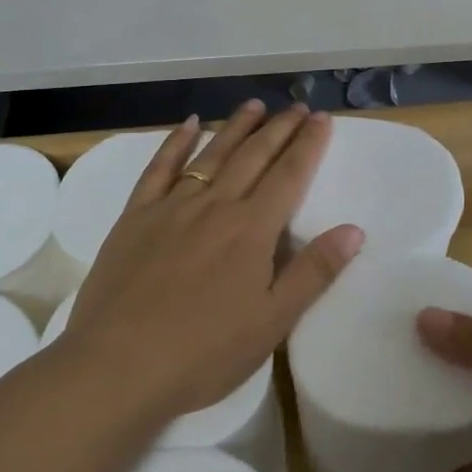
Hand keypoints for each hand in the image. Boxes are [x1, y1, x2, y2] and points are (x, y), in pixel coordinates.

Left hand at [55, 100, 363, 422]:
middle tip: (297, 107)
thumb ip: (314, 272)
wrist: (118, 366)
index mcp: (253, 229)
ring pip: (212, 154)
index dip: (308, 144)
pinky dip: (176, 142)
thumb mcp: (273, 321)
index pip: (289, 175)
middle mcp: (216, 205)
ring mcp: (172, 207)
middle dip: (279, 128)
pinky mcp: (136, 217)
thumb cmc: (204, 352)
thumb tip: (354, 229)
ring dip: (236, 126)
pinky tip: (189, 124)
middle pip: (254, 155)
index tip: (322, 119)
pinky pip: (159, 168)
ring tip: (255, 105)